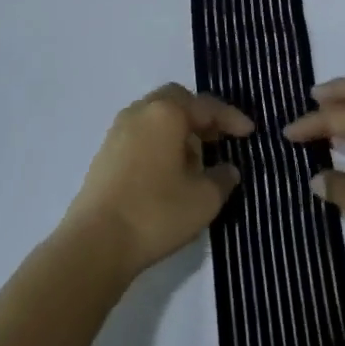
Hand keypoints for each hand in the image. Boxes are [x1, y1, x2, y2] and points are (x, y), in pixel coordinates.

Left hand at [62, 84, 252, 276]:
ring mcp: (118, 131)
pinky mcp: (105, 153)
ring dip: (179, 130)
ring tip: (195, 159)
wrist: (94, 244)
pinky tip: (168, 172)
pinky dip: (160, 142)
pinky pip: (141, 134)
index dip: (231, 119)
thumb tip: (227, 169)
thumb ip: (222, 179)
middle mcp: (141, 111)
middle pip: (177, 101)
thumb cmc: (156, 213)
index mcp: (167, 112)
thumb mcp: (203, 199)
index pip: (206, 106)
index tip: (249, 132)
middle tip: (218, 138)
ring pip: (156, 117)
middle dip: (201, 117)